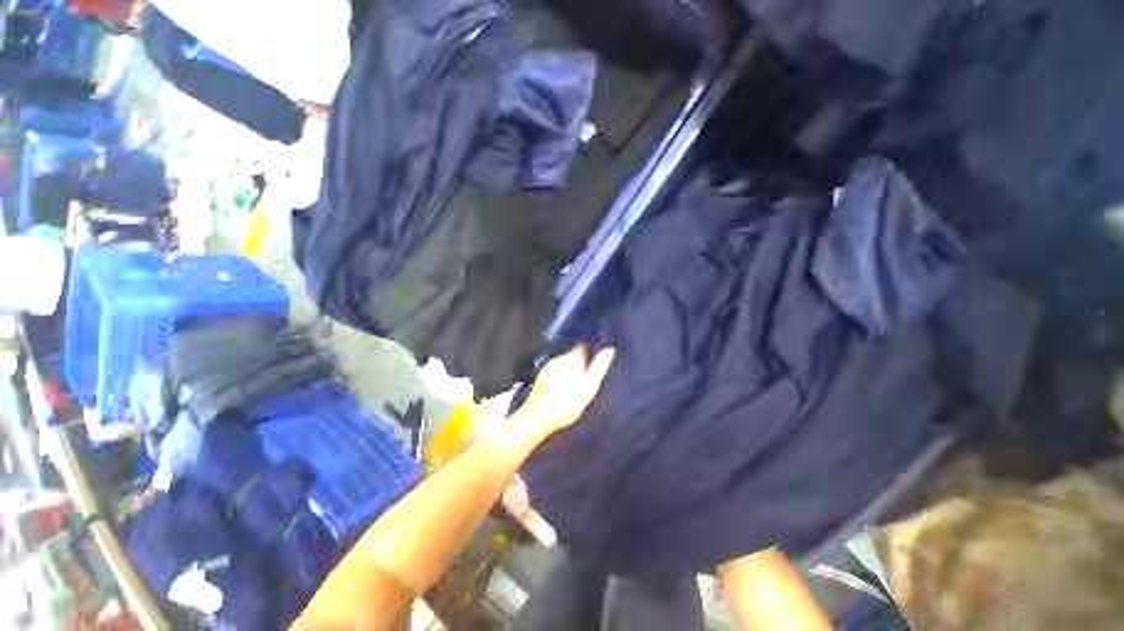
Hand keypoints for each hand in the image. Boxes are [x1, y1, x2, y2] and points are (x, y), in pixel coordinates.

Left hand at [514, 345, 614, 439]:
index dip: (590, 349)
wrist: (539, 417)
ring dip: (568, 371)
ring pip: (562, 365)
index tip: (595, 357)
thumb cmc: (568, 401)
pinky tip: (562, 391)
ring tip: (575, 385)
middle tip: (587, 375)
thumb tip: (609, 349)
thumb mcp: (590, 385)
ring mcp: (547, 368)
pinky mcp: (540, 379)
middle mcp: (558, 358)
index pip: (583, 345)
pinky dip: (559, 379)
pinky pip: (553, 374)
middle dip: (579, 362)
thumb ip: (600, 366)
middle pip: (572, 355)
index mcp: (572, 357)